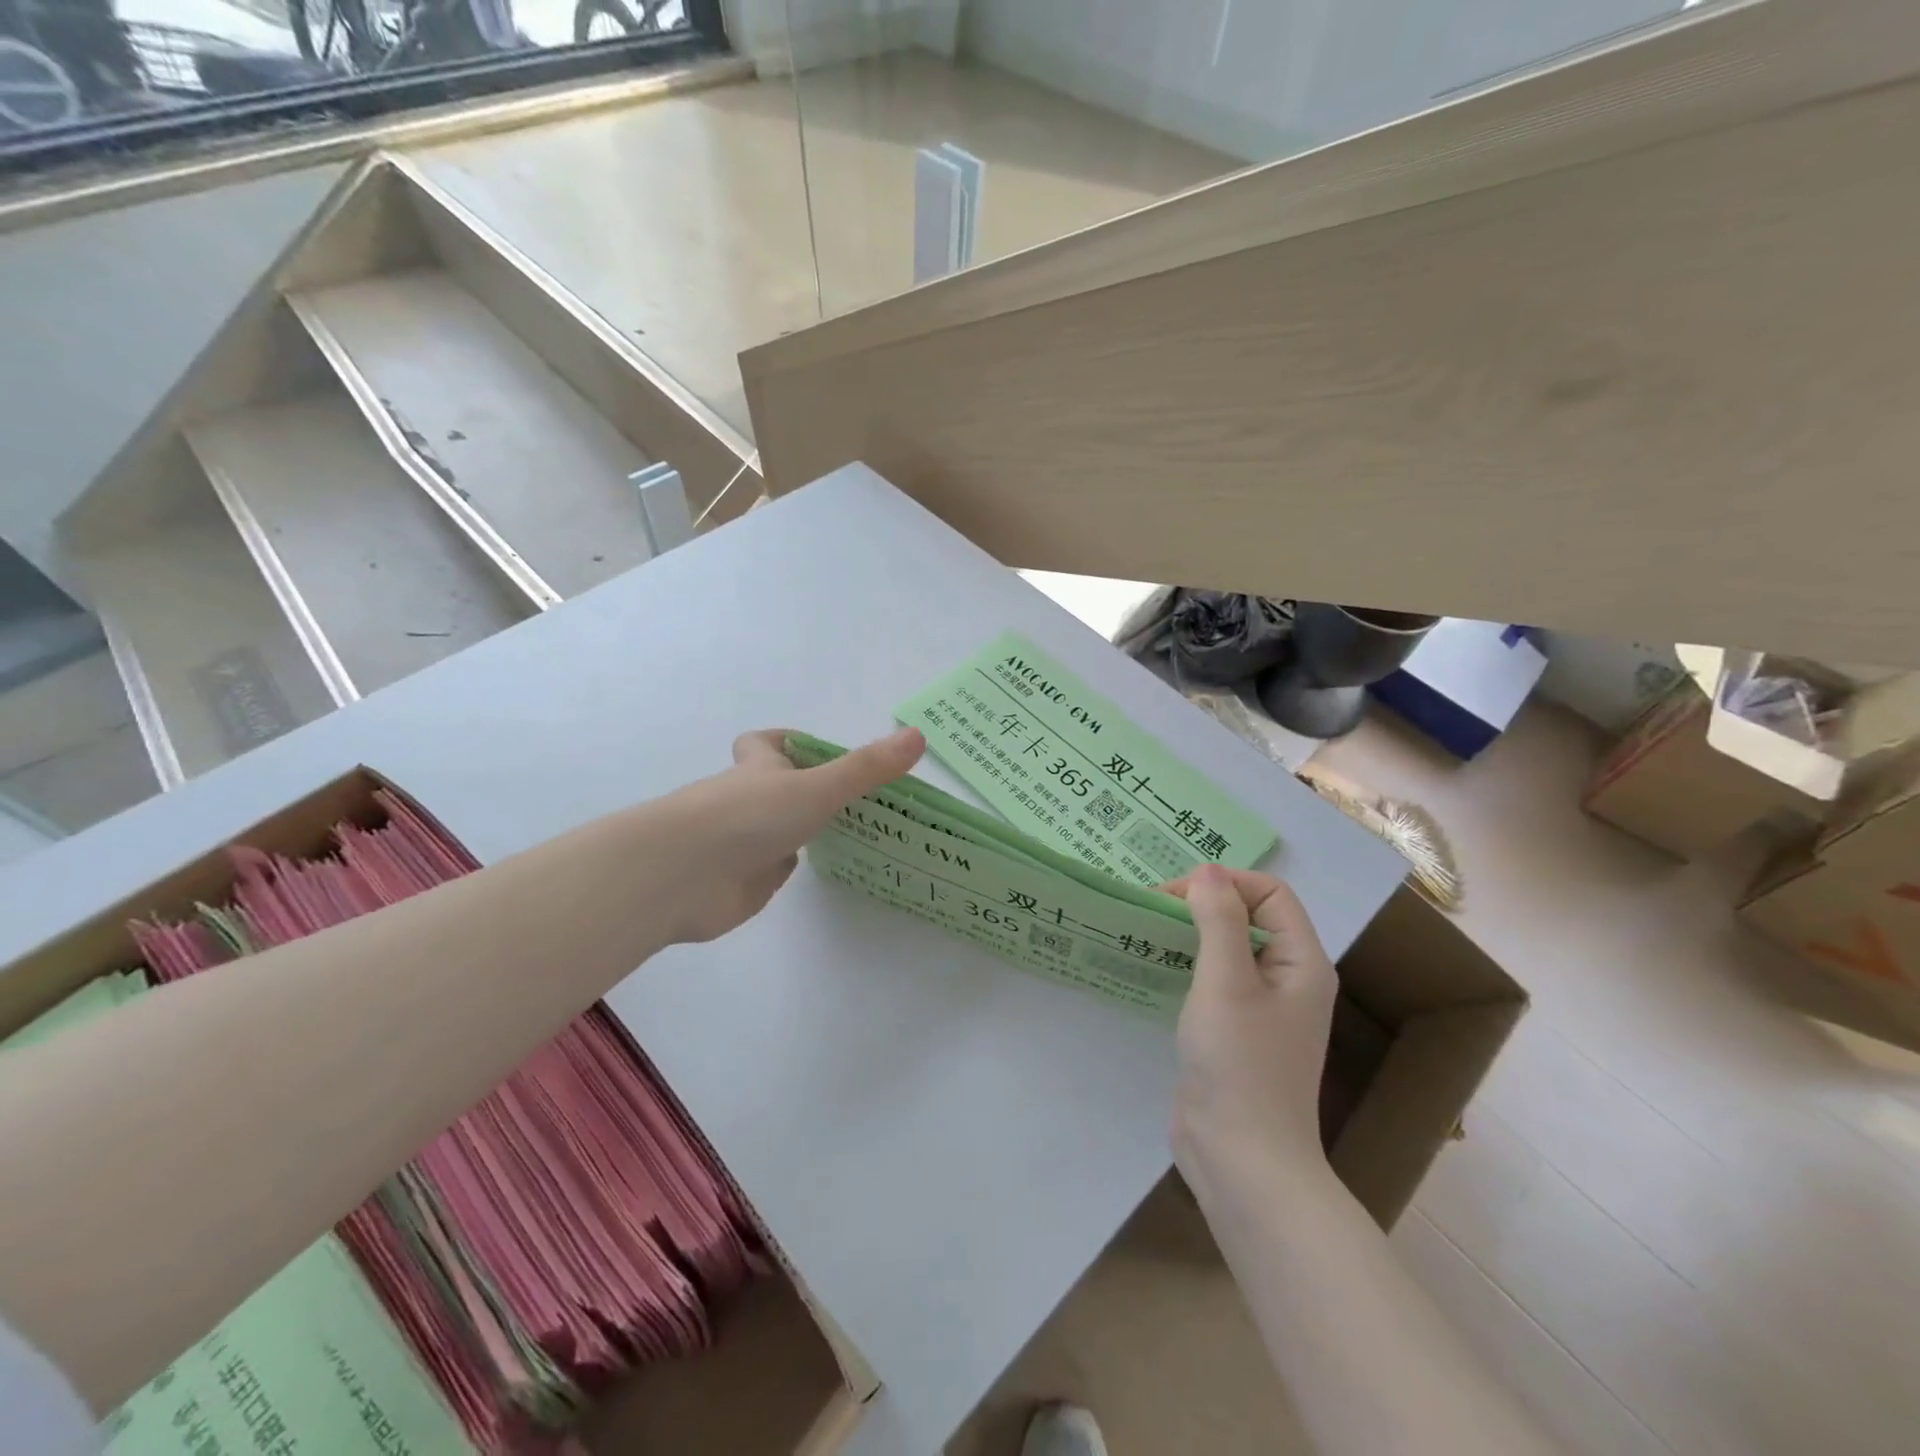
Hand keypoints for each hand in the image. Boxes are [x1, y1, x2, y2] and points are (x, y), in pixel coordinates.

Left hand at [655, 726, 924, 943]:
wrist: (681, 877)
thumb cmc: (747, 817)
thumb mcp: (816, 787)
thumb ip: (867, 769)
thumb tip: (920, 736)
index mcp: (760, 769)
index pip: (767, 743)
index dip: (790, 742)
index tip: (823, 752)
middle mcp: (750, 800)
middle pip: (778, 787)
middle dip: (811, 789)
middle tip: (866, 798)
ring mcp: (745, 842)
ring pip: (781, 829)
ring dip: (808, 830)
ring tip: (863, 833)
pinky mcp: (744, 880)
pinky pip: (775, 868)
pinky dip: (797, 868)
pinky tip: (831, 870)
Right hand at [1161, 865, 1337, 1186]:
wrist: (1241, 1160)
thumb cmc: (1240, 1064)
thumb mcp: (1226, 981)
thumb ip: (1219, 919)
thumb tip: (1207, 872)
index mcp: (1302, 962)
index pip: (1270, 893)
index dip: (1225, 883)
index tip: (1174, 896)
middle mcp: (1288, 978)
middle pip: (1249, 915)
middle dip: (1203, 903)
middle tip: (1152, 909)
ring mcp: (1261, 1008)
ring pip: (1227, 947)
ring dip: (1191, 932)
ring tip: (1147, 930)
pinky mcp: (1235, 1030)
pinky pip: (1213, 978)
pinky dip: (1186, 963)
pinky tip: (1153, 967)